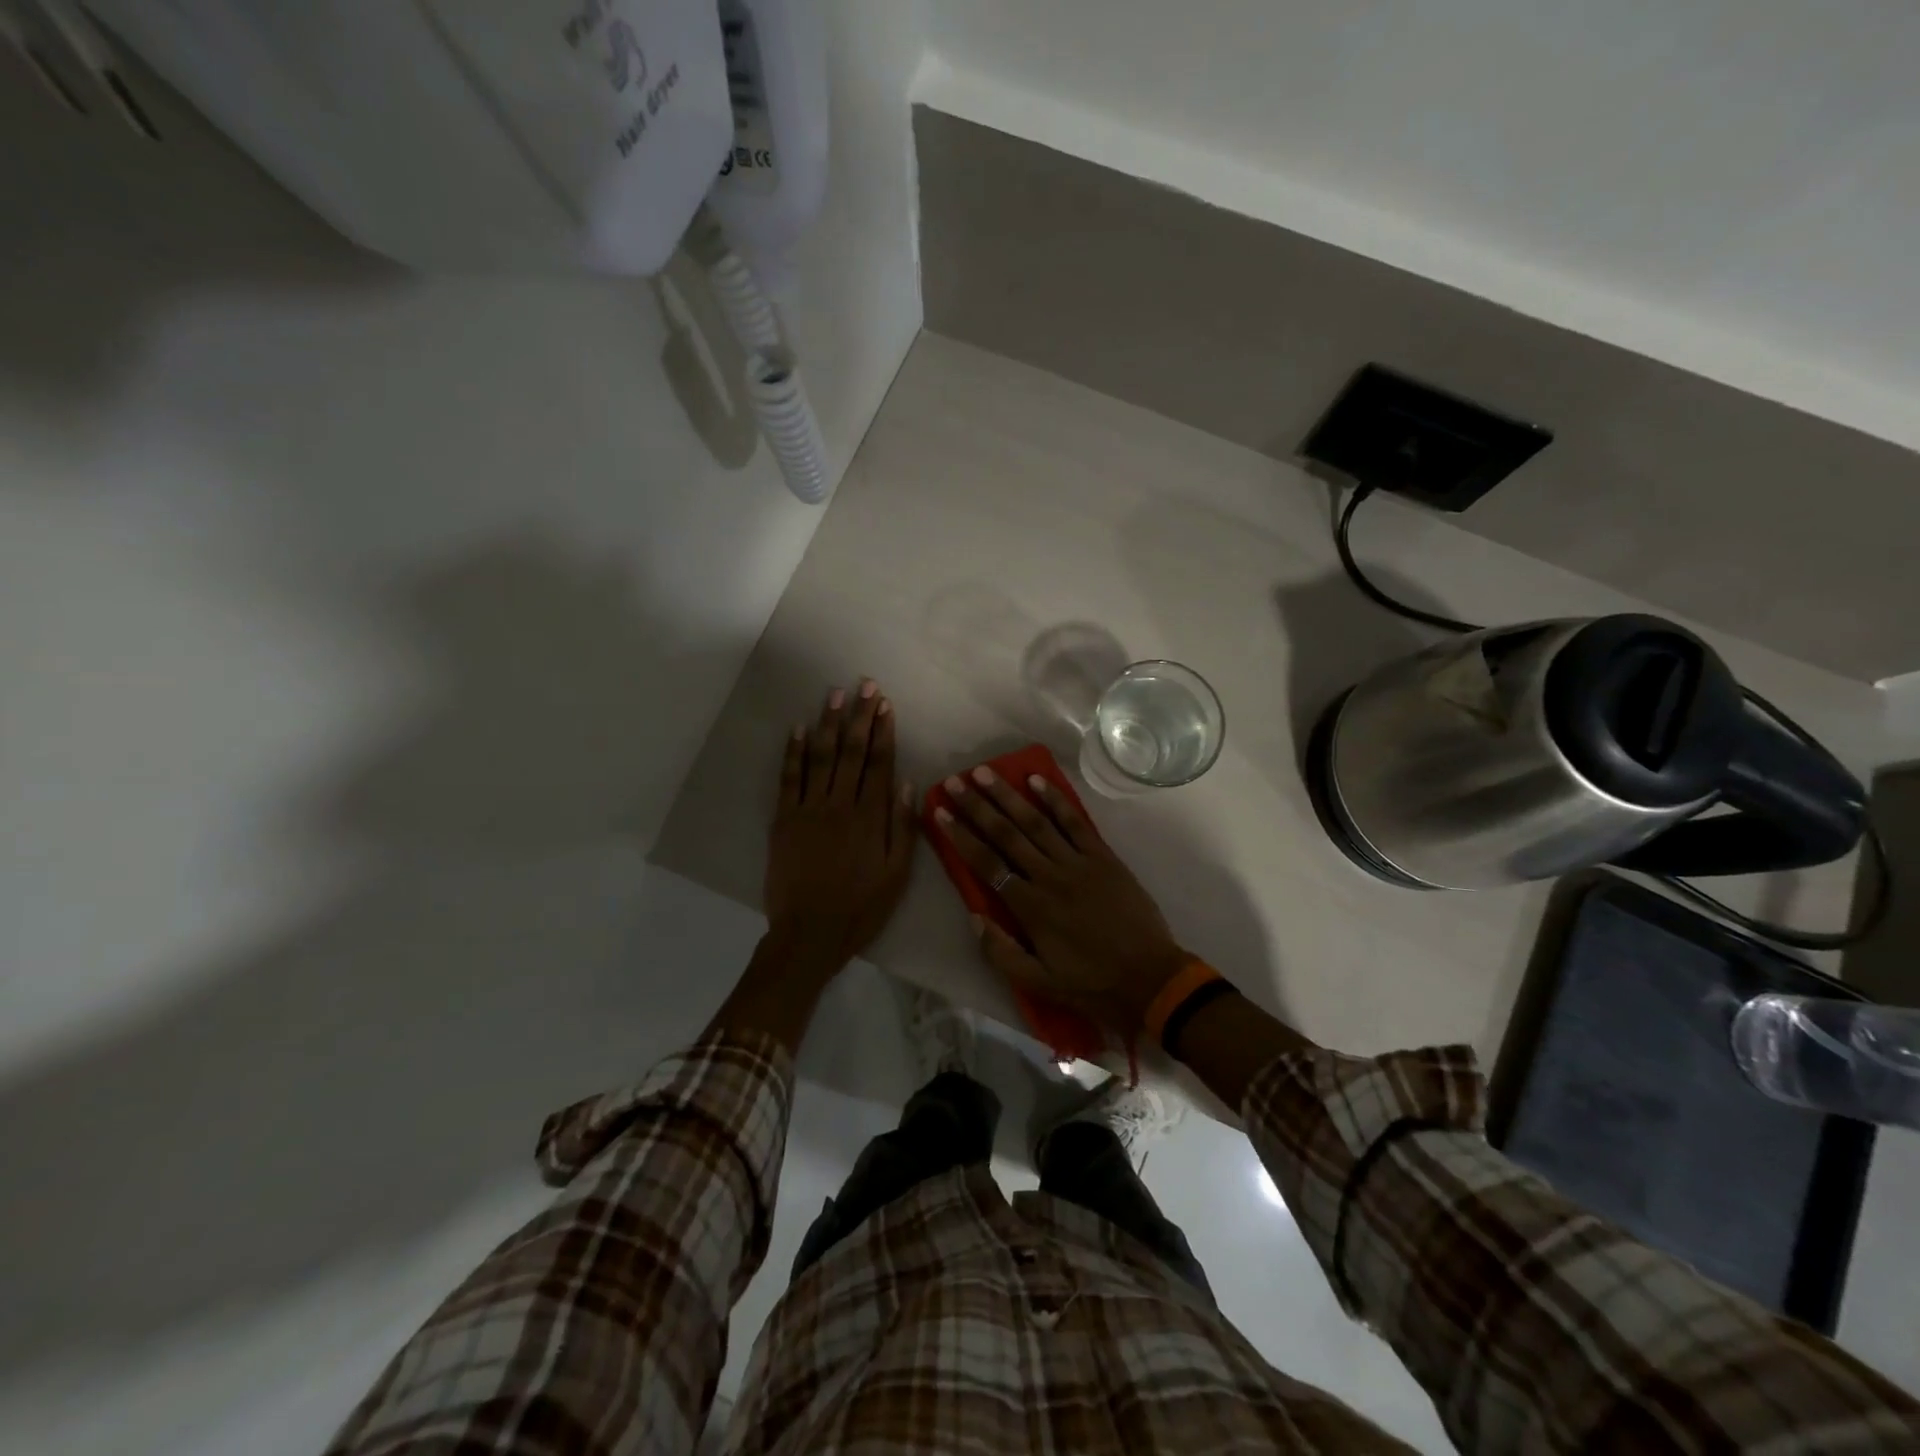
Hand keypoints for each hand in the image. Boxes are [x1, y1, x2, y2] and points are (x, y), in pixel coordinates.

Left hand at [764, 681, 915, 976]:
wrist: (809, 934)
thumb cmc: (861, 907)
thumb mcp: (897, 874)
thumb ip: (903, 827)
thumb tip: (909, 783)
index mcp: (870, 817)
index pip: (880, 763)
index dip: (883, 731)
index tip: (885, 704)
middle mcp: (840, 804)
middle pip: (852, 751)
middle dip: (859, 716)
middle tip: (864, 685)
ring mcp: (809, 809)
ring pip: (821, 756)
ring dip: (828, 723)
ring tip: (835, 694)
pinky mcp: (784, 819)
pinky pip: (788, 778)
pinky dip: (793, 751)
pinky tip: (798, 728)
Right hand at [934, 767, 1187, 1035]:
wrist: (1150, 978)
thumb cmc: (1091, 984)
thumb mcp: (1039, 984)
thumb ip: (1001, 952)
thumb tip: (974, 915)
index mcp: (1030, 907)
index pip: (986, 864)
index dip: (960, 836)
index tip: (940, 812)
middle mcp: (1049, 876)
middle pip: (1006, 834)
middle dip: (977, 806)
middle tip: (954, 781)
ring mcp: (1078, 862)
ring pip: (1036, 822)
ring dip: (1008, 795)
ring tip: (985, 773)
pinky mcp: (1103, 857)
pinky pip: (1075, 823)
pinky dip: (1056, 800)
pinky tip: (1038, 781)